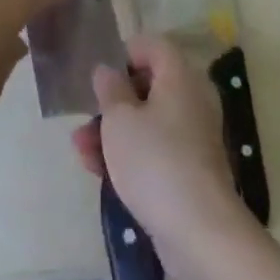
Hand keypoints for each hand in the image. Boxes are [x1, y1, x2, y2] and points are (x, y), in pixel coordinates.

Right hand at [70, 34, 251, 261]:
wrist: (199, 232)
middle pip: (148, 87)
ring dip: (113, 132)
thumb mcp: (119, 119)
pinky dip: (129, 156)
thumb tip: (108, 71)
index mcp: (180, 78)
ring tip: (80, 150)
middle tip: (85, 115)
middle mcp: (192, 101)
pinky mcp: (189, 172)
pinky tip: (98, 172)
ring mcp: (193, 139)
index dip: (125, 53)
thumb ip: (110, 90)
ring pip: (147, 123)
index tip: (100, 73)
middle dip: (112, 102)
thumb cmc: (155, 160)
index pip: (154, 46)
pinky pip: (155, 151)